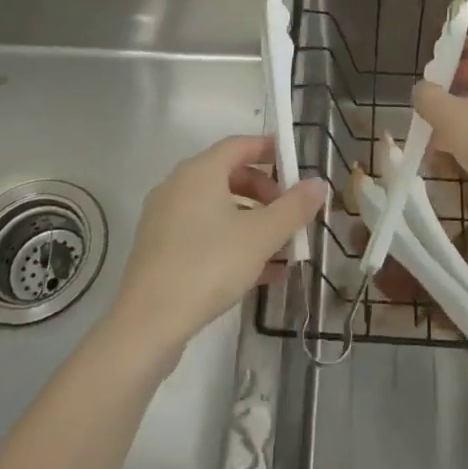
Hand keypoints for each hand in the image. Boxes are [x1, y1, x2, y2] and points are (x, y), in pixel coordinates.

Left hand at [109, 136, 325, 365]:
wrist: (148, 324)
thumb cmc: (209, 266)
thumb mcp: (261, 236)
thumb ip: (293, 207)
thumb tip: (319, 184)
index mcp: (200, 172)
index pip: (240, 145)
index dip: (270, 150)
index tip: (296, 165)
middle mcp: (178, 186)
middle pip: (229, 176)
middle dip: (266, 193)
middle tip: (291, 214)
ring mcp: (166, 218)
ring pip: (218, 209)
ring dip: (253, 222)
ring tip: (283, 250)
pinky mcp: (160, 249)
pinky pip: (204, 233)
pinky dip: (232, 241)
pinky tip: (260, 273)